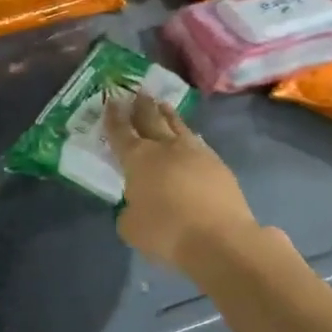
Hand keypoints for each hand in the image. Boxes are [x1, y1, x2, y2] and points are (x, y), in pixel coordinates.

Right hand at [106, 93, 258, 274]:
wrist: (219, 239)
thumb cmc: (165, 232)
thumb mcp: (131, 226)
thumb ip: (129, 210)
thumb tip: (137, 204)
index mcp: (138, 159)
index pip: (121, 132)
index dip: (114, 117)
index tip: (111, 101)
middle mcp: (166, 148)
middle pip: (151, 120)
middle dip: (142, 106)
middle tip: (138, 93)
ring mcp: (196, 153)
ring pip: (178, 126)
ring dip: (168, 115)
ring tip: (162, 105)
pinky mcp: (218, 165)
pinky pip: (198, 143)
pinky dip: (189, 136)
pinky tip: (189, 137)